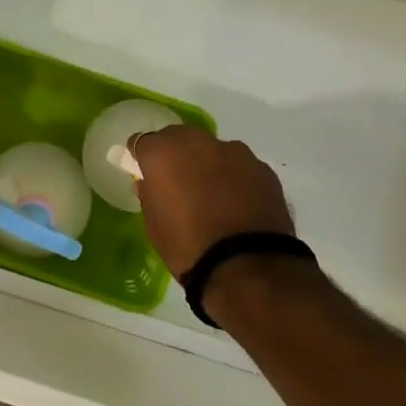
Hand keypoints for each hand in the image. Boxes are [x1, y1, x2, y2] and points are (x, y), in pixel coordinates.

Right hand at [129, 127, 294, 279]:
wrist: (247, 266)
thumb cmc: (187, 247)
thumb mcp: (153, 225)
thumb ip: (149, 195)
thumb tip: (151, 184)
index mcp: (163, 152)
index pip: (143, 141)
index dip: (142, 156)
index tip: (144, 171)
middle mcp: (198, 142)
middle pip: (180, 138)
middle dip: (176, 154)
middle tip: (178, 181)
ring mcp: (235, 152)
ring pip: (213, 150)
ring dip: (208, 164)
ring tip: (213, 195)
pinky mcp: (263, 169)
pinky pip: (240, 167)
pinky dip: (235, 179)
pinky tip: (238, 204)